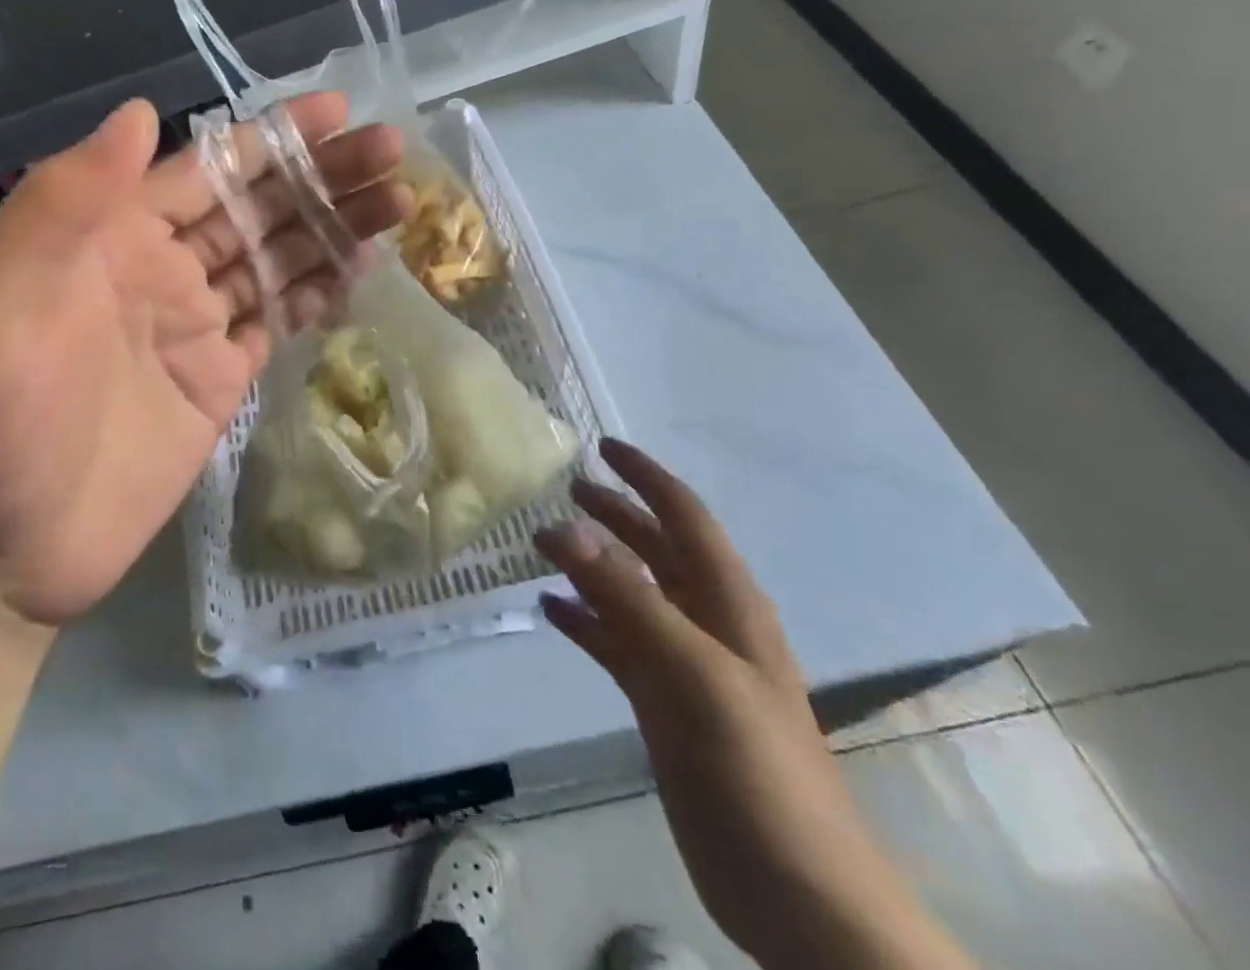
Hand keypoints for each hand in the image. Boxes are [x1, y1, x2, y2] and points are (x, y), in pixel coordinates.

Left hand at [0, 93, 404, 624]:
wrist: (5, 550)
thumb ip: (63, 202)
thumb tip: (141, 111)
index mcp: (111, 234)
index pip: (206, 168)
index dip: (270, 137)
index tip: (335, 109)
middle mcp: (160, 267)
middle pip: (256, 207)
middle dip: (322, 175)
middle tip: (392, 148)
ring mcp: (195, 325)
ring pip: (278, 258)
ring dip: (334, 226)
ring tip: (400, 199)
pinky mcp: (220, 378)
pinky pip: (278, 319)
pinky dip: (319, 290)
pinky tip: (363, 264)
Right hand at [536, 442, 975, 969]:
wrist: (797, 893)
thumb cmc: (757, 768)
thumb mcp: (692, 672)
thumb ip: (627, 597)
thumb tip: (564, 526)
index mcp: (728, 603)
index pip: (684, 517)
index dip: (646, 477)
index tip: (602, 446)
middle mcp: (706, 622)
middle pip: (655, 549)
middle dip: (614, 514)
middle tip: (564, 487)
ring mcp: (684, 664)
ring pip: (631, 594)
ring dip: (592, 565)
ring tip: (543, 543)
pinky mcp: (663, 703)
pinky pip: (616, 643)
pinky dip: (585, 621)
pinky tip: (551, 610)